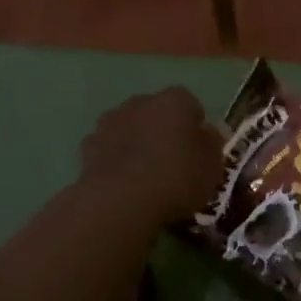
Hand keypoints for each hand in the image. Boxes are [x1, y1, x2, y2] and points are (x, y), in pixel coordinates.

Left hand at [79, 88, 222, 225]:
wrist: (121, 200)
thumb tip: (207, 133)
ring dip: (136, 141)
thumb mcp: (212, 165)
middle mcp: (140, 102)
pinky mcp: (88, 145)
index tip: (198, 149)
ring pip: (129, 127)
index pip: (190, 103)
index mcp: (174, 100)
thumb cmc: (176, 177)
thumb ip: (211, 143)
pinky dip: (115, 158)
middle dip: (162, 129)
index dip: (194, 125)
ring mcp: (110, 121)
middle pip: (156, 112)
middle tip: (172, 160)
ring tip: (144, 174)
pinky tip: (122, 182)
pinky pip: (109, 148)